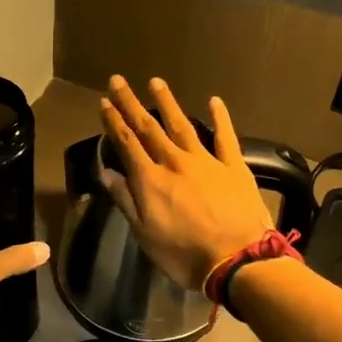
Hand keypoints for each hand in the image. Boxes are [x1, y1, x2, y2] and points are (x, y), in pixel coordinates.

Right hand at [100, 76, 272, 289]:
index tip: (104, 102)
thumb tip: (107, 172)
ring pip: (182, 125)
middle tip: (118, 81)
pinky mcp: (234, 166)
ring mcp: (206, 161)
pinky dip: (220, 118)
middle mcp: (175, 162)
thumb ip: (126, 200)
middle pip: (149, 128)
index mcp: (151, 180)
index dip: (114, 122)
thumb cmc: (184, 255)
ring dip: (167, 103)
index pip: (127, 144)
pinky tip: (214, 101)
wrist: (238, 260)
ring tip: (156, 82)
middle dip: (131, 104)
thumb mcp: (145, 235)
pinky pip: (225, 137)